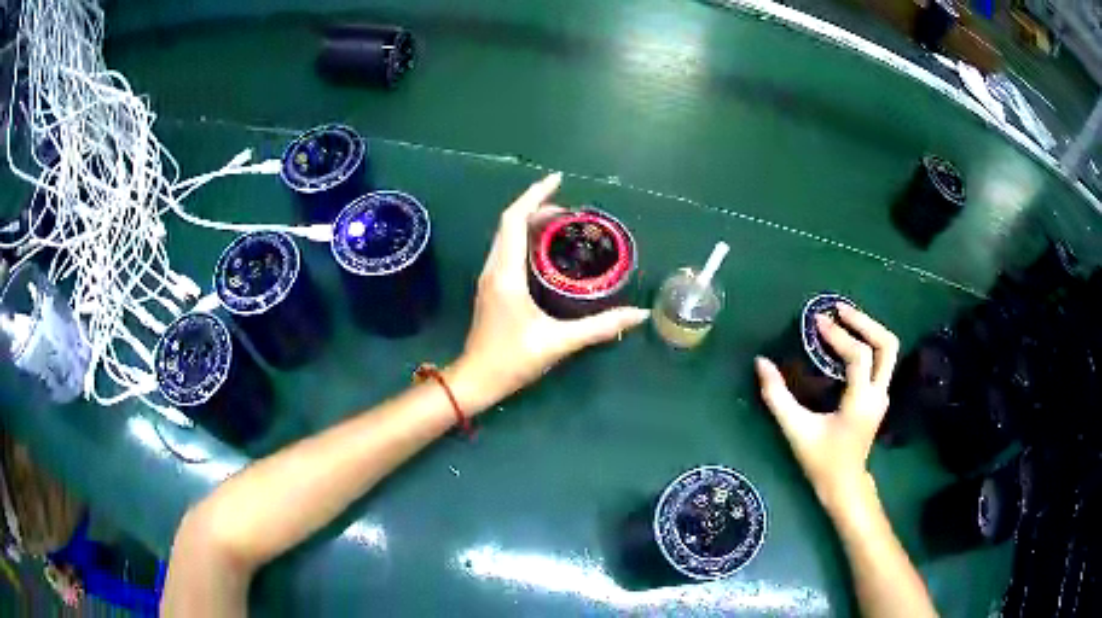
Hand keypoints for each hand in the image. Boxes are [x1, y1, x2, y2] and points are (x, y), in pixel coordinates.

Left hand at [448, 173, 649, 412]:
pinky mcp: (492, 288)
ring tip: (562, 224)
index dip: (535, 196)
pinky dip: (525, 239)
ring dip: (530, 223)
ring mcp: (490, 278)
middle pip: (510, 224)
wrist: (476, 380)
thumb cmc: (512, 360)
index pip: (514, 221)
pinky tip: (545, 251)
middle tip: (571, 212)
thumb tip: (638, 315)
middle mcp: (494, 269)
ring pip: (506, 237)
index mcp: (506, 274)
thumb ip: (599, 327)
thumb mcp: (558, 342)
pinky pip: (507, 251)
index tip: (558, 180)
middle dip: (538, 208)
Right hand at [755, 305, 899, 513]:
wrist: (844, 485)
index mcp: (861, 402)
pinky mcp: (880, 396)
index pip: (858, 356)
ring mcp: (883, 395)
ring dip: (869, 329)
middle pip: (886, 344)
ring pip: (888, 350)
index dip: (839, 336)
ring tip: (845, 318)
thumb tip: (761, 363)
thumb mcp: (796, 431)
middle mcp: (879, 394)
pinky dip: (868, 342)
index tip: (817, 322)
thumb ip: (777, 397)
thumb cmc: (821, 461)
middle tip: (839, 310)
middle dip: (865, 322)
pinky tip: (848, 340)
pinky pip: (881, 359)